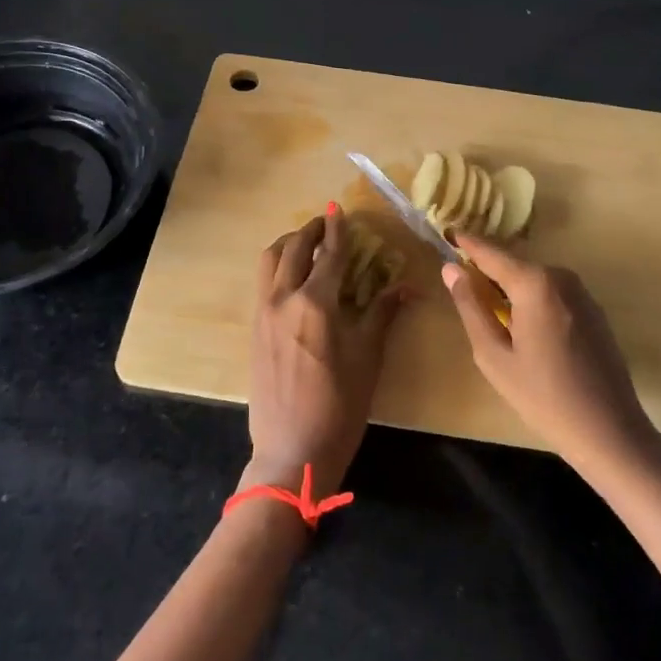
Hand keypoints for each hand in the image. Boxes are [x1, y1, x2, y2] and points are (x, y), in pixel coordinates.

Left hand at [244, 209, 406, 497]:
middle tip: (326, 224)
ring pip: (270, 261)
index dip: (338, 230)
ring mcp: (263, 313)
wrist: (292, 450)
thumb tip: (406, 286)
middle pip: (293, 249)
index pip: (330, 254)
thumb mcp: (367, 358)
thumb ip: (382, 314)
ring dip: (288, 244)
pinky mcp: (254, 329)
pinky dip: (277, 267)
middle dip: (310, 231)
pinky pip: (263, 283)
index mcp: (315, 303)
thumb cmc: (339, 407)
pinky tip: (293, 279)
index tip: (339, 209)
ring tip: (306, 245)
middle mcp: (284, 299)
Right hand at [440, 231, 658, 476]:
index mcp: (534, 283)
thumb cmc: (542, 396)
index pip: (490, 252)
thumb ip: (470, 306)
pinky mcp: (593, 309)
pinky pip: (552, 292)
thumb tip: (451, 269)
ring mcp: (582, 292)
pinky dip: (531, 299)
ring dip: (510, 287)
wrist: (609, 431)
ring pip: (533, 278)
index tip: (446, 231)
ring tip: (489, 311)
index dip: (465, 242)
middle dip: (487, 269)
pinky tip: (523, 329)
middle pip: (513, 263)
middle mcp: (561, 276)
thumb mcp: (493, 355)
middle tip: (461, 284)